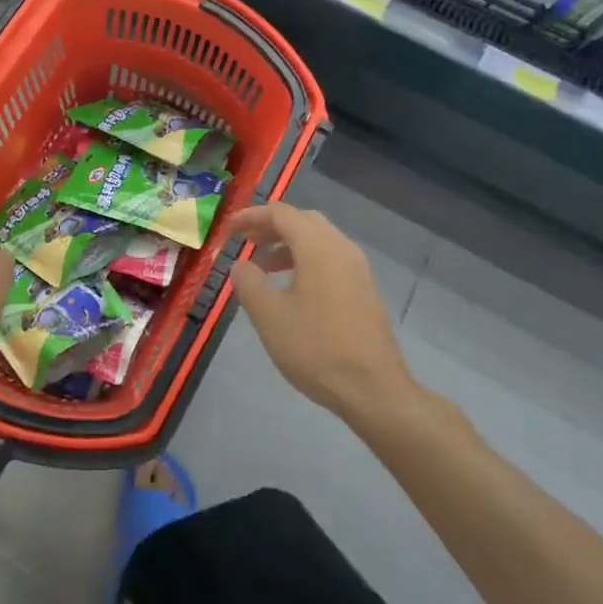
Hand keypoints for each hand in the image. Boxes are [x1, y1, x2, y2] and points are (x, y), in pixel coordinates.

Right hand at [228, 203, 415, 420]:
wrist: (373, 389)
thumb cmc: (316, 349)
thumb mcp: (269, 317)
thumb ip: (249, 282)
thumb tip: (242, 264)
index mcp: (318, 248)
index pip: (282, 214)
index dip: (252, 215)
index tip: (229, 228)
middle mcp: (341, 248)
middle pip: (303, 220)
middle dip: (271, 225)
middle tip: (245, 240)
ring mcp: (358, 268)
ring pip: (319, 238)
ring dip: (289, 242)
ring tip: (263, 264)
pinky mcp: (364, 288)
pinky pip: (331, 257)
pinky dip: (306, 257)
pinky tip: (292, 285)